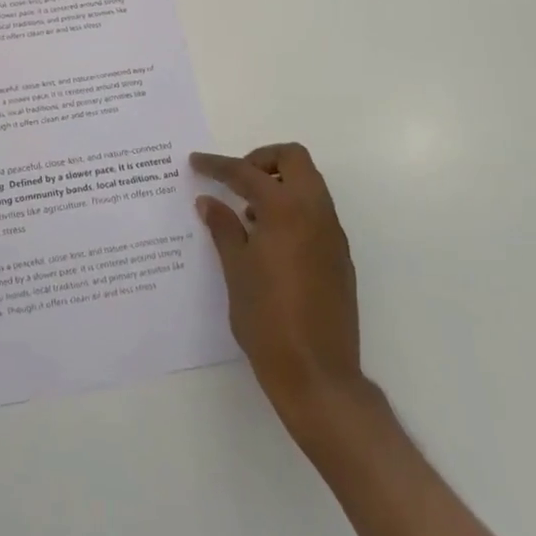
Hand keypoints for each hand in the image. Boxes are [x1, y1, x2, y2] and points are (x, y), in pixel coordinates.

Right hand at [191, 144, 365, 435]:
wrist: (318, 375)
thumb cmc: (268, 320)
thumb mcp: (236, 270)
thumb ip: (223, 228)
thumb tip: (209, 201)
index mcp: (286, 210)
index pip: (247, 173)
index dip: (218, 165)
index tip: (197, 162)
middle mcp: (315, 213)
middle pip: (294, 159)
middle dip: (262, 160)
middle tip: (236, 180)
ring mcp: (332, 235)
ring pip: (309, 184)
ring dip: (279, 183)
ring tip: (248, 214)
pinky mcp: (339, 257)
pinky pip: (316, 212)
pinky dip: (292, 208)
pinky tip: (268, 241)